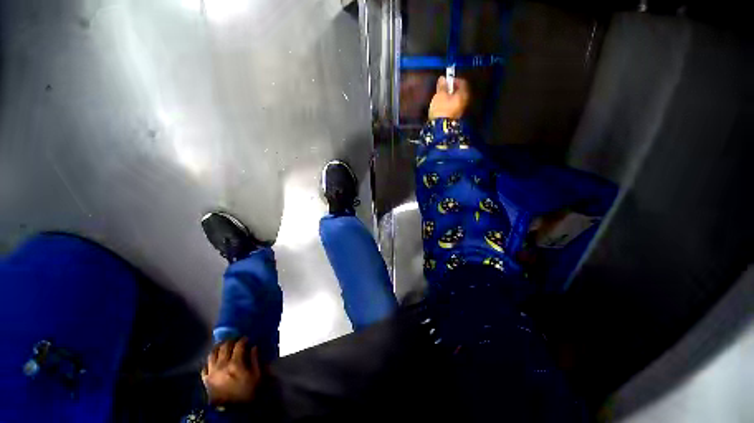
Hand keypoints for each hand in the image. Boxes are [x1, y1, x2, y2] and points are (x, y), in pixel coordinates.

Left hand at [202, 338, 261, 405]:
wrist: (232, 411)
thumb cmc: (247, 392)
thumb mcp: (257, 376)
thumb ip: (256, 359)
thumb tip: (254, 347)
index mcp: (236, 363)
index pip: (239, 344)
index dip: (243, 339)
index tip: (247, 339)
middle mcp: (222, 365)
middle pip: (224, 346)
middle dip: (231, 341)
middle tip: (236, 341)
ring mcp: (212, 372)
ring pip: (212, 353)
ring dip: (219, 348)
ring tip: (224, 347)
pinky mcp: (205, 380)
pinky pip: (205, 366)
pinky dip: (210, 361)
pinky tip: (215, 361)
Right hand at [428, 76, 469, 119]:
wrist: (441, 128)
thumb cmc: (441, 109)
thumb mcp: (439, 95)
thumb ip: (442, 86)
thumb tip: (443, 78)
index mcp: (463, 94)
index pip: (462, 82)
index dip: (454, 80)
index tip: (447, 80)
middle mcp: (465, 101)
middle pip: (460, 92)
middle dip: (453, 90)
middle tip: (444, 89)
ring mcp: (462, 111)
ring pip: (457, 101)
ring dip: (451, 98)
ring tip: (442, 99)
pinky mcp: (457, 118)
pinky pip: (454, 108)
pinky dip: (450, 106)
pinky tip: (443, 107)